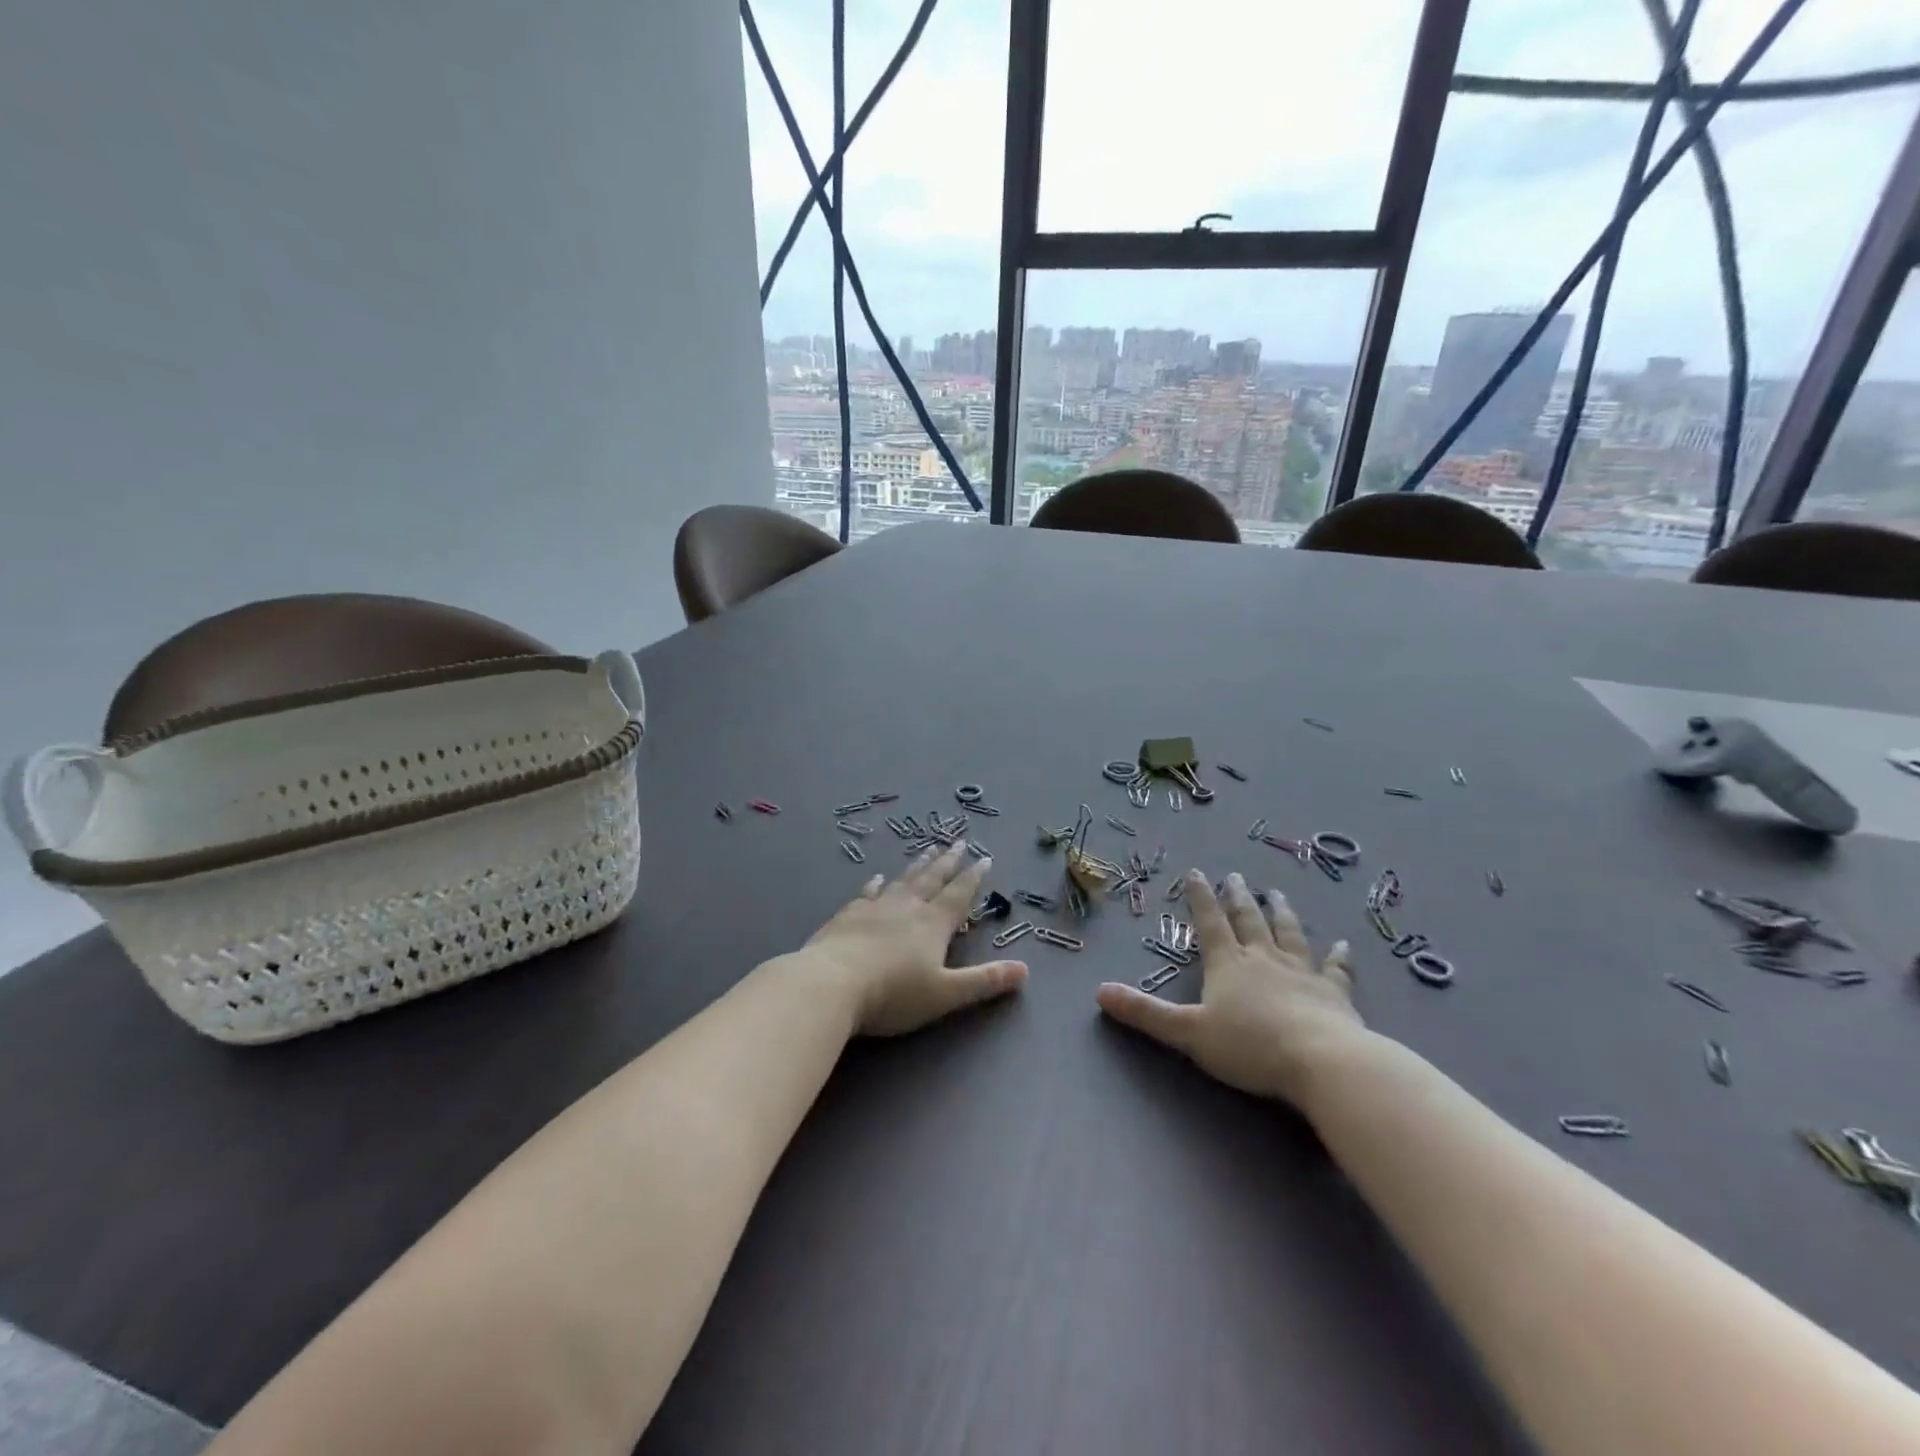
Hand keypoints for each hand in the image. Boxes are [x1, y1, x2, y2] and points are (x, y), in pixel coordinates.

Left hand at [805, 843, 1028, 1036]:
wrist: (831, 983)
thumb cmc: (893, 993)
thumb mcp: (946, 993)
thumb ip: (984, 981)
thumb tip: (1025, 969)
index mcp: (933, 924)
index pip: (959, 894)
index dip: (974, 877)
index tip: (985, 857)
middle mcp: (907, 907)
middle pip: (932, 879)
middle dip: (949, 861)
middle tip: (959, 841)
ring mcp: (875, 908)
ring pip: (903, 880)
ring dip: (918, 865)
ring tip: (928, 849)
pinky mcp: (848, 915)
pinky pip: (867, 893)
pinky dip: (875, 884)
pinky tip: (877, 878)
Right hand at [1096, 870, 1363, 1104]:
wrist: (1321, 1061)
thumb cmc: (1250, 1046)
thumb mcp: (1188, 1032)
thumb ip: (1146, 1013)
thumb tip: (1100, 991)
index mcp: (1228, 964)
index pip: (1210, 922)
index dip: (1200, 897)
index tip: (1196, 872)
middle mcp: (1264, 958)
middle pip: (1249, 920)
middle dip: (1239, 898)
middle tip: (1236, 877)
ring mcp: (1302, 972)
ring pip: (1289, 934)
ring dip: (1281, 913)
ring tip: (1276, 894)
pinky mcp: (1335, 993)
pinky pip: (1336, 968)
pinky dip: (1338, 956)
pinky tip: (1342, 944)